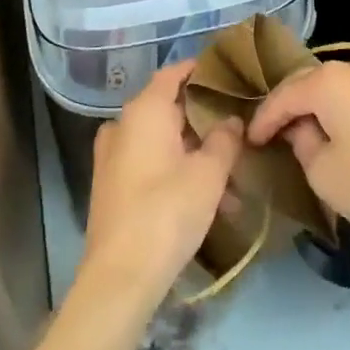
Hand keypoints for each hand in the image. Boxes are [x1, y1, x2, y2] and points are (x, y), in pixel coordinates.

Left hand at [80, 61, 243, 307]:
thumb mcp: (208, 174)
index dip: (201, 70)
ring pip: (162, 141)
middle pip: (169, 108)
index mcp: (145, 110)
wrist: (119, 278)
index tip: (229, 74)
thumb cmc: (167, 212)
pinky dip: (177, 172)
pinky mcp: (112, 185)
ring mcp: (113, 156)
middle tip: (238, 130)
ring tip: (232, 183)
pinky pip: (150, 164)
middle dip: (204, 121)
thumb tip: (231, 119)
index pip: (174, 73)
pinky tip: (207, 203)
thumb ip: (224, 140)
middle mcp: (124, 125)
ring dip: (195, 155)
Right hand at [246, 59, 349, 247]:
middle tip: (268, 136)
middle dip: (286, 109)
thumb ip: (301, 144)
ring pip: (332, 88)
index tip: (248, 142)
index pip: (282, 95)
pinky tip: (333, 132)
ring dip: (313, 108)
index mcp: (328, 80)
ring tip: (298, 134)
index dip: (262, 119)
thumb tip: (301, 130)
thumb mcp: (323, 173)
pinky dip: (337, 110)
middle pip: (306, 83)